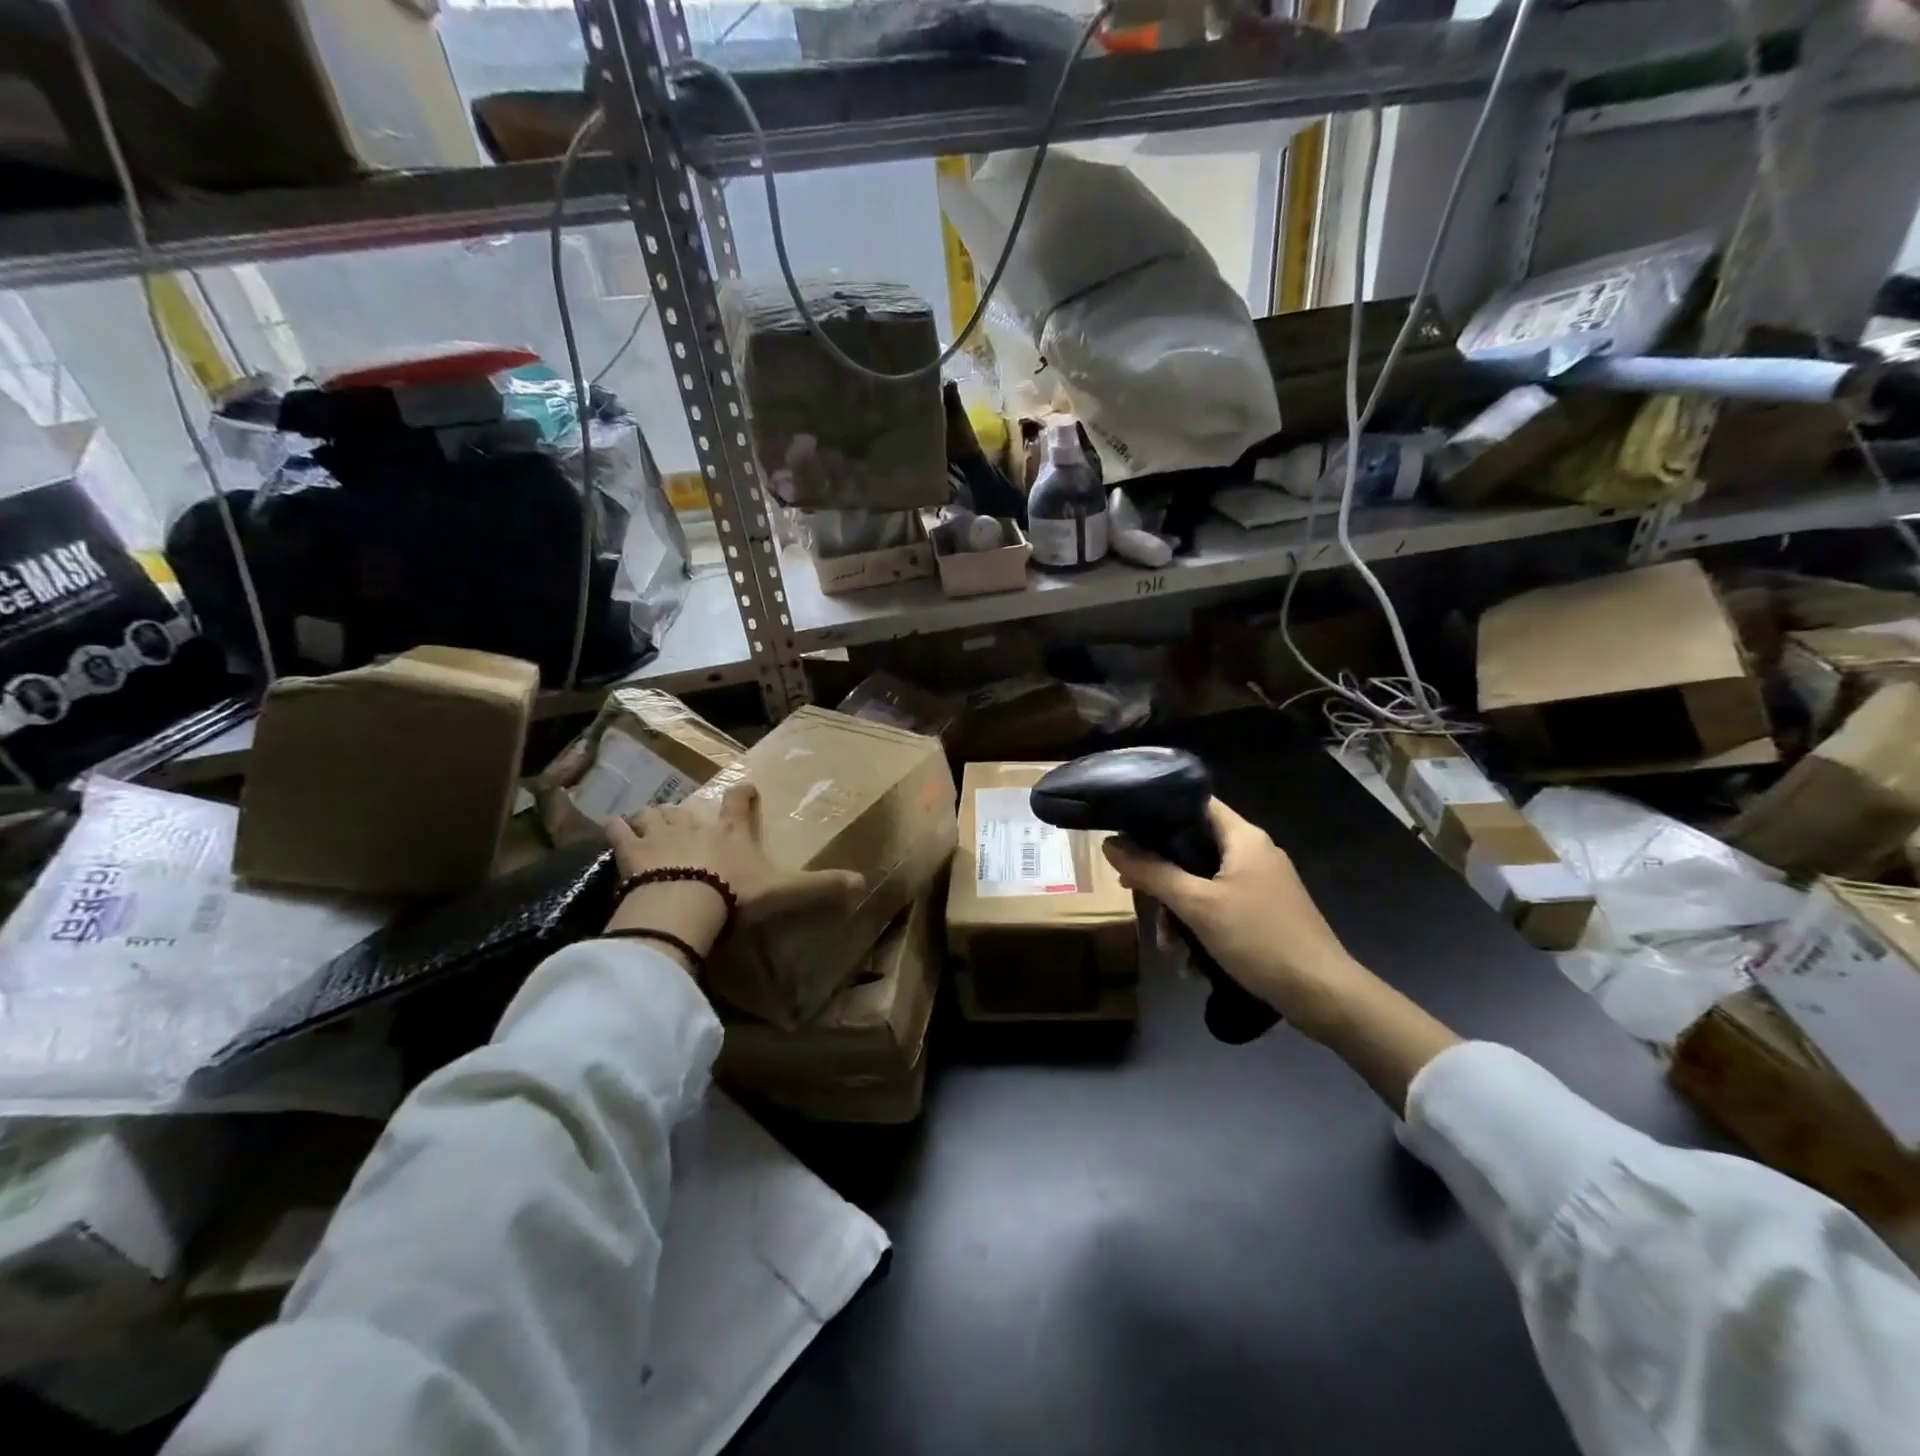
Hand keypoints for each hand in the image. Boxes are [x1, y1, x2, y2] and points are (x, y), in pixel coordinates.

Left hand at [604, 782, 865, 967]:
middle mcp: (695, 823)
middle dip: (689, 812)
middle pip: (689, 805)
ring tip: (652, 827)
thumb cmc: (735, 894)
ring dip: (653, 818)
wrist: (685, 904)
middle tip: (689, 824)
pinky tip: (615, 833)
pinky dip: (617, 830)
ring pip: (653, 812)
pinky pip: (618, 830)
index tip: (745, 790)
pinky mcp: (630, 850)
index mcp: (731, 829)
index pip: (739, 800)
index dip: (742, 794)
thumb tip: (863, 884)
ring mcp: (660, 833)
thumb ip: (820, 887)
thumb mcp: (784, 891)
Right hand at [1102, 799, 1374, 1041]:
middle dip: (1161, 877)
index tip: (1126, 830)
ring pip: (1203, 885)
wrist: (1322, 994)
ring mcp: (1261, 885)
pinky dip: (1201, 930)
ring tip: (1169, 949)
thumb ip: (1152, 872)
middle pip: (1192, 849)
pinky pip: (1220, 909)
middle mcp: (1253, 853)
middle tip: (1131, 892)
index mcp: (1243, 837)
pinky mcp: (1264, 914)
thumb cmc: (1259, 937)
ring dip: (1178, 914)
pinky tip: (1191, 963)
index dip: (1159, 811)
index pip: (1195, 803)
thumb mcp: (1197, 904)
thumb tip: (1110, 845)